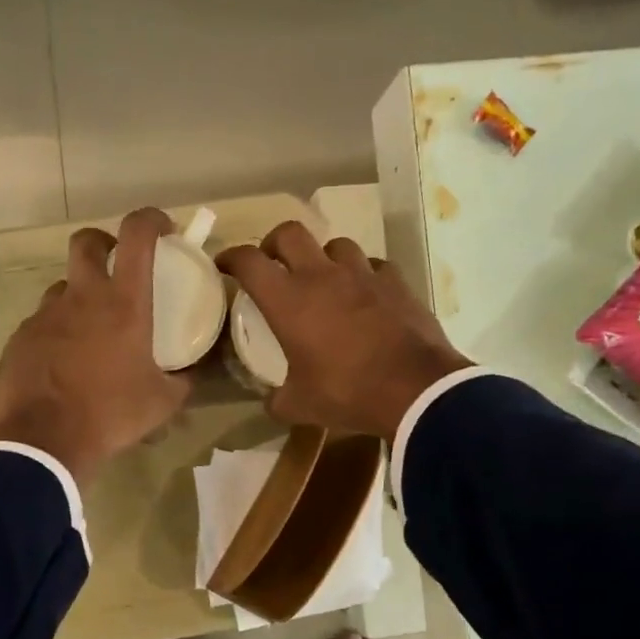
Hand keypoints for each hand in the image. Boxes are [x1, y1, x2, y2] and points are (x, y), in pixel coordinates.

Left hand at [0, 208, 191, 488]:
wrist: (44, 441)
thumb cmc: (111, 415)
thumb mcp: (162, 403)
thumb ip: (180, 382)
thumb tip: (188, 377)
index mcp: (123, 304)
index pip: (137, 236)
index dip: (151, 220)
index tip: (163, 228)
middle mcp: (82, 298)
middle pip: (86, 243)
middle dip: (103, 244)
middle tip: (116, 267)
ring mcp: (46, 315)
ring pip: (63, 288)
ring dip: (79, 297)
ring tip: (90, 332)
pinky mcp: (21, 338)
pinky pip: (43, 323)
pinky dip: (57, 332)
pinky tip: (64, 364)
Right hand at [219, 222, 471, 439]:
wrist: (414, 389)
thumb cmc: (346, 393)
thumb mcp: (299, 406)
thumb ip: (278, 399)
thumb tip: (272, 401)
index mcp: (288, 300)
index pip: (249, 261)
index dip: (231, 257)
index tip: (225, 265)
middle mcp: (321, 276)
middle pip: (290, 233)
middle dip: (275, 243)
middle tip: (273, 262)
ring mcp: (362, 274)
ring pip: (336, 244)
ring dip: (323, 257)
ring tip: (324, 279)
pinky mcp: (396, 282)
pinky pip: (373, 266)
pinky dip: (363, 275)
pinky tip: (365, 294)